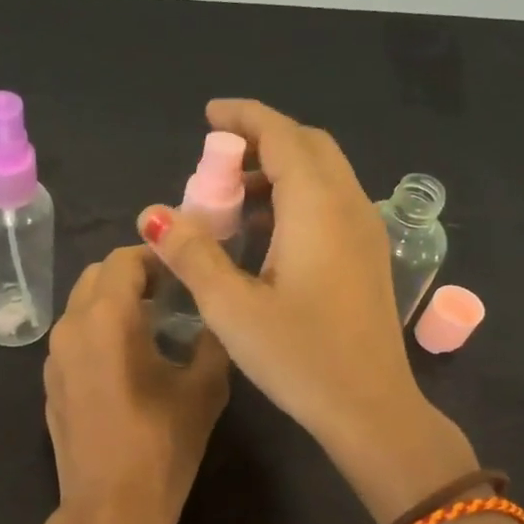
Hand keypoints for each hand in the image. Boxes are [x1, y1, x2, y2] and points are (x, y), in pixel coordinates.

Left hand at [43, 246, 230, 523]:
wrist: (110, 510)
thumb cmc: (162, 446)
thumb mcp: (205, 389)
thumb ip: (212, 339)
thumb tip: (216, 314)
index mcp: (107, 317)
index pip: (125, 259)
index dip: (156, 256)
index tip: (185, 269)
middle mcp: (71, 326)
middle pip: (97, 276)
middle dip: (133, 275)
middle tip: (171, 294)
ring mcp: (53, 357)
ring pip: (81, 306)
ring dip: (113, 302)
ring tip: (152, 325)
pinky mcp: (50, 383)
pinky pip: (74, 338)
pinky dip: (97, 331)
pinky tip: (126, 360)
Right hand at [136, 100, 457, 480]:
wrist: (370, 408)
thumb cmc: (299, 357)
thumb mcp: (232, 308)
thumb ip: (192, 254)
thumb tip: (153, 214)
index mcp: (317, 207)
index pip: (282, 135)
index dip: (244, 117)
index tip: (208, 116)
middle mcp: (349, 206)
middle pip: (308, 146)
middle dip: (261, 141)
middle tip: (216, 160)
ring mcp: (365, 232)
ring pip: (323, 175)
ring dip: (279, 172)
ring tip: (231, 200)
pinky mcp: (368, 257)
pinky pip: (331, 203)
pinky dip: (296, 198)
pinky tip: (264, 234)